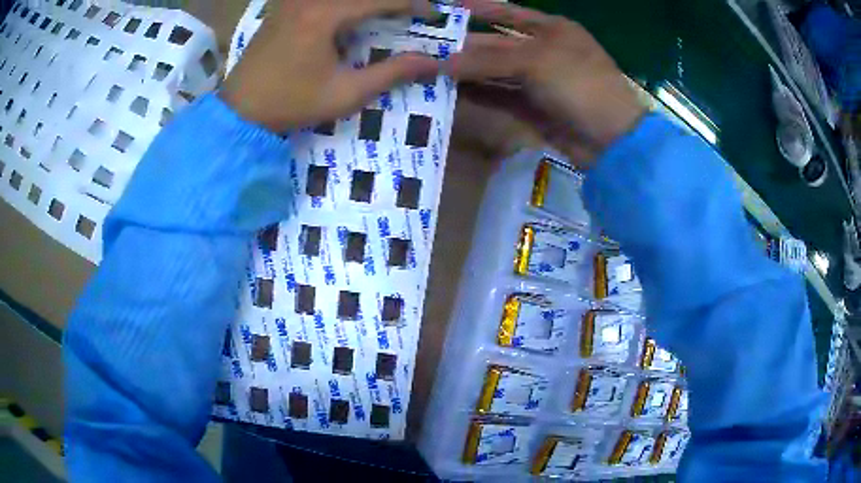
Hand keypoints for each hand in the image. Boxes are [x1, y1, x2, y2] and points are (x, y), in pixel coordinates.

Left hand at [220, 0, 441, 132]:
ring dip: (367, 3)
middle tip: (410, 10)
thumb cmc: (291, 104)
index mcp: (324, 15)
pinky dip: (345, 4)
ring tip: (385, 13)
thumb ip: (391, 73)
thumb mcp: (345, 93)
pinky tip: (355, 16)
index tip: (432, 13)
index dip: (411, 3)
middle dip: (391, 0)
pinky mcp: (285, 6)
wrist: (240, 110)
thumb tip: (431, 62)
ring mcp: (293, 0)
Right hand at [446, 0, 647, 167]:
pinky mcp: (532, 107)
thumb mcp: (535, 62)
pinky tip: (449, 91)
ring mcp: (537, 80)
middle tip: (424, 47)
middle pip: (494, 43)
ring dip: (464, 71)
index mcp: (552, 28)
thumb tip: (441, 63)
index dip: (476, 8)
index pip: (507, 12)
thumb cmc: (580, 84)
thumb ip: (487, 60)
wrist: (610, 140)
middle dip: (461, 45)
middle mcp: (542, 50)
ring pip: (493, 71)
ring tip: (428, 69)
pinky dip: (476, 94)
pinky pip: (498, 96)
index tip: (443, 8)